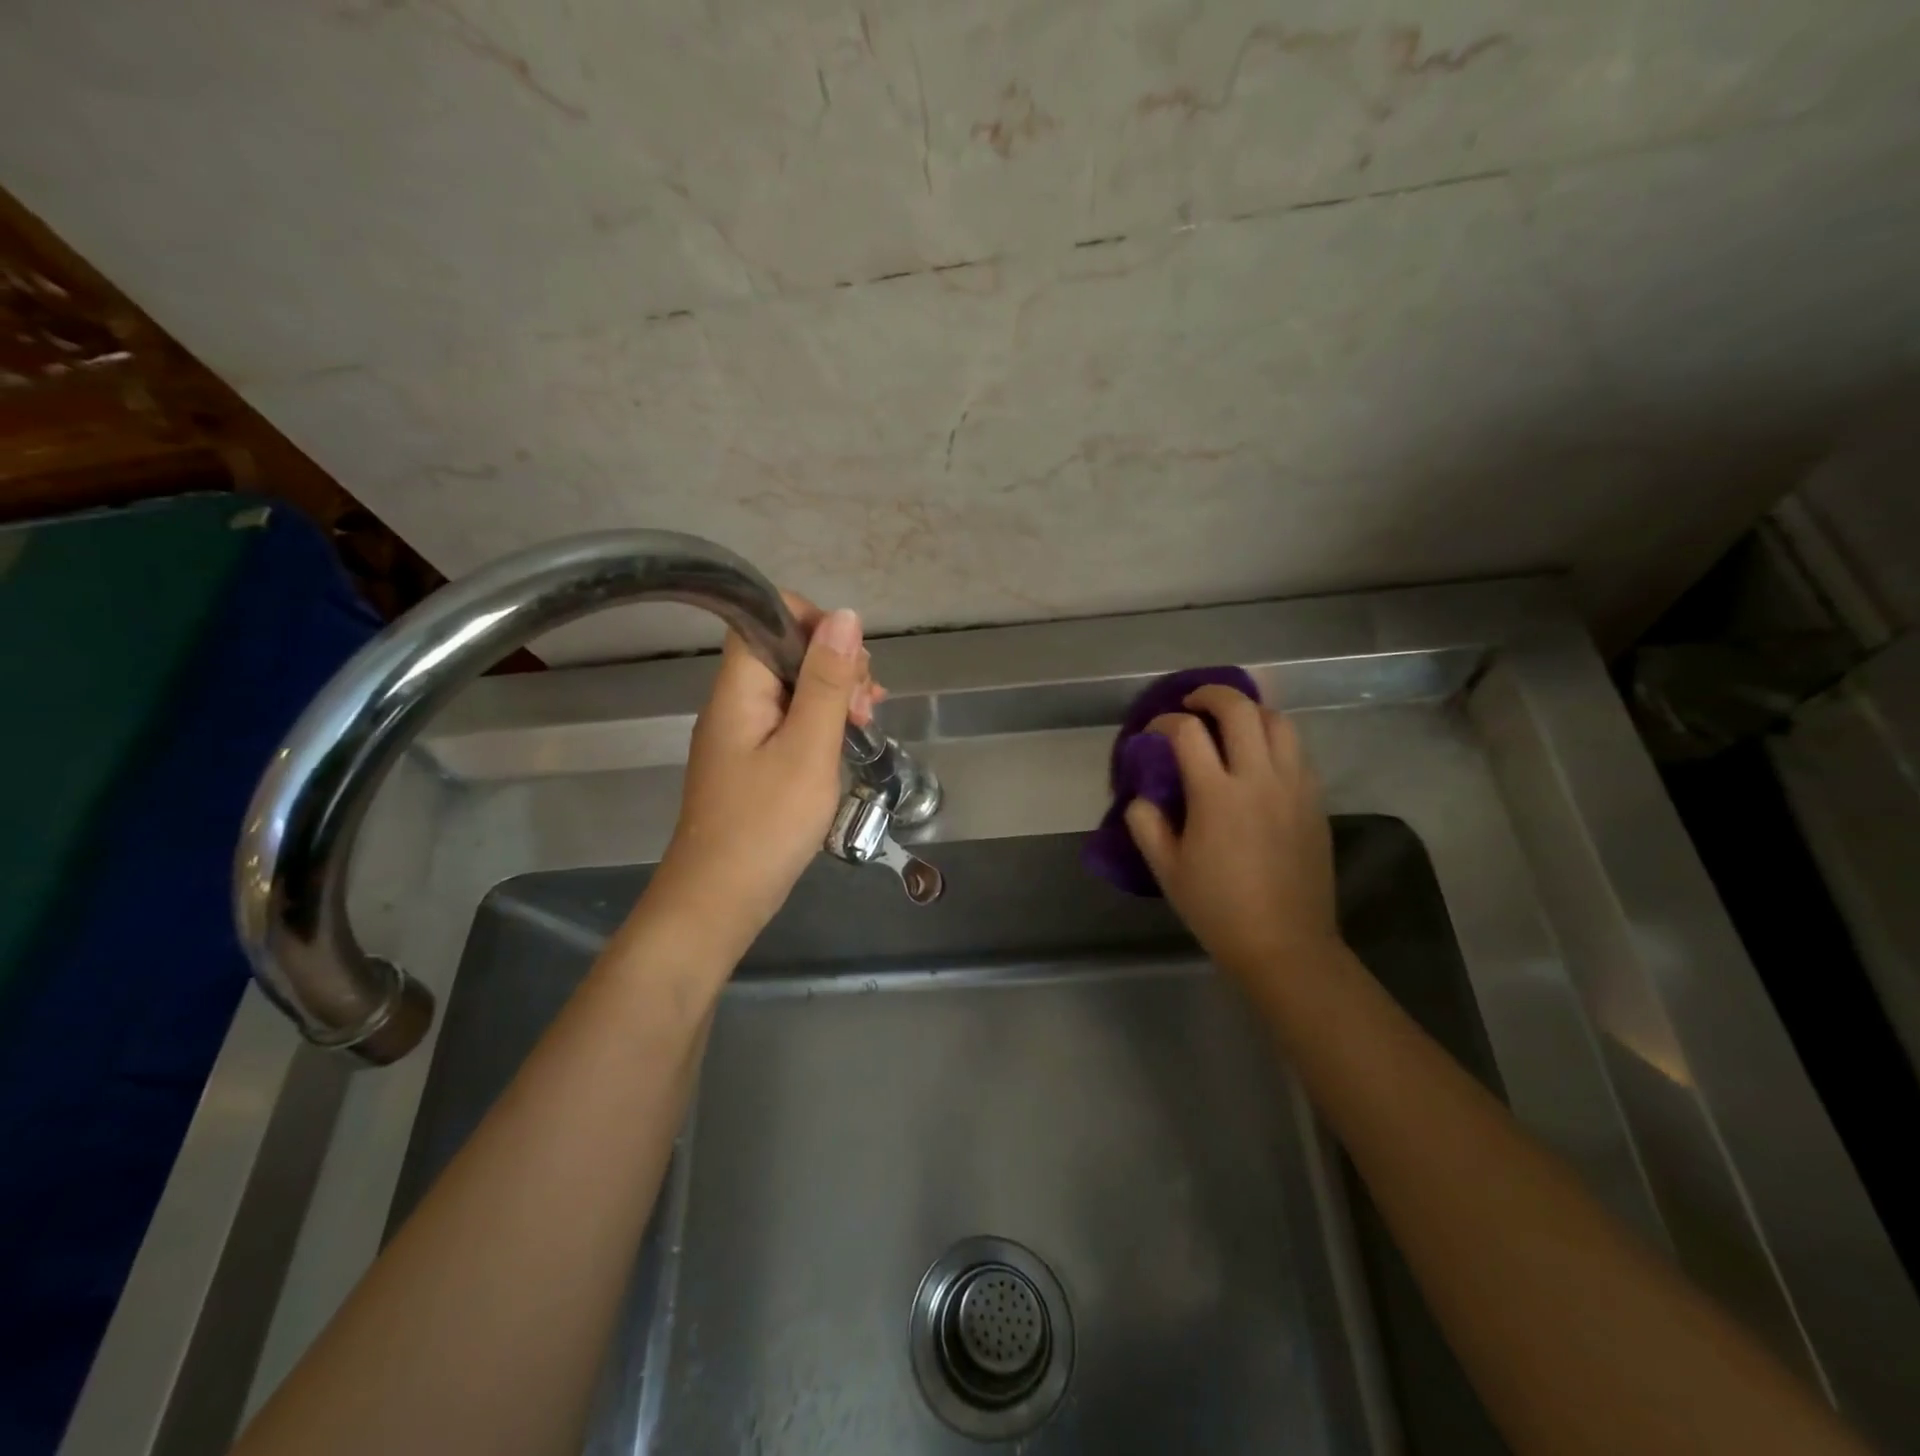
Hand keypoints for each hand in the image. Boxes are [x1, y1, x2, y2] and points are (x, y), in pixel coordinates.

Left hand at [647, 595, 879, 953]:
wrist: (719, 901)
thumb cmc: (766, 824)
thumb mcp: (808, 749)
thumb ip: (827, 683)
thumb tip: (846, 617)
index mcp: (739, 690)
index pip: (765, 617)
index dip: (812, 621)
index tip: (852, 659)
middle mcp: (735, 703)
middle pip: (784, 651)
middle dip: (834, 663)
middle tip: (865, 705)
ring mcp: (743, 733)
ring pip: (792, 688)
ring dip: (834, 694)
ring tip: (867, 724)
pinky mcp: (752, 761)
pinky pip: (790, 722)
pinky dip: (822, 723)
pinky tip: (849, 740)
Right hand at [1124, 685, 1339, 982]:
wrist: (1285, 943)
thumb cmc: (1218, 908)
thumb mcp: (1166, 870)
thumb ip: (1146, 824)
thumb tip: (1143, 796)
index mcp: (1217, 795)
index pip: (1188, 733)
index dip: (1165, 722)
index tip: (1154, 731)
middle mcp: (1259, 778)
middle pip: (1241, 710)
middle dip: (1212, 694)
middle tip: (1193, 702)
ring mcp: (1294, 787)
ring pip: (1279, 722)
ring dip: (1251, 711)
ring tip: (1232, 721)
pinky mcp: (1315, 801)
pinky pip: (1298, 751)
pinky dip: (1275, 739)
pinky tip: (1260, 757)